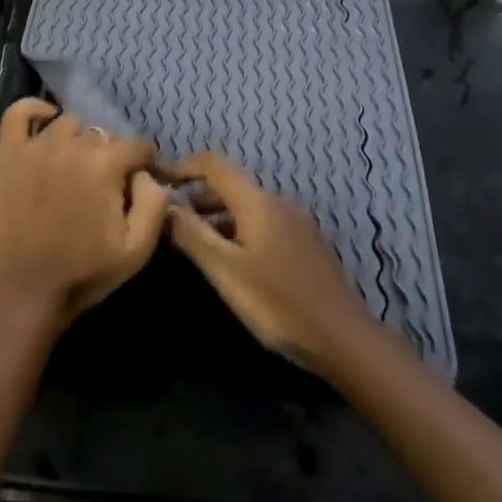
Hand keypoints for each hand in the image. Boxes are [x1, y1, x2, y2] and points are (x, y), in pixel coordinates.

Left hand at [0, 98, 170, 331]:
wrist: (26, 291)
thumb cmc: (85, 272)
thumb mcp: (137, 249)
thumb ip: (155, 203)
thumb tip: (151, 176)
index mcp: (104, 164)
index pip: (137, 147)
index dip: (145, 165)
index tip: (141, 185)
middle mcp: (71, 145)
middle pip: (103, 136)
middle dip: (111, 157)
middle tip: (106, 187)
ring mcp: (35, 146)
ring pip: (69, 123)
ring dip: (79, 140)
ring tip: (77, 168)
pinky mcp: (9, 154)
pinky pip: (18, 113)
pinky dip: (35, 110)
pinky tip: (46, 122)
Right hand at [166, 152, 372, 374]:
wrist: (342, 337)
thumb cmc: (277, 302)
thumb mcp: (225, 270)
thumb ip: (191, 234)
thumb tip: (163, 204)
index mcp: (257, 201)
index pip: (214, 164)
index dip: (184, 167)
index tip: (159, 182)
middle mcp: (278, 201)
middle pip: (231, 186)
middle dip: (197, 198)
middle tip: (170, 223)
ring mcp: (297, 222)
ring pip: (248, 207)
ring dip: (218, 218)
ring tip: (195, 246)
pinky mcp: (307, 243)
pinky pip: (264, 223)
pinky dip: (239, 230)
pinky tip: (233, 261)